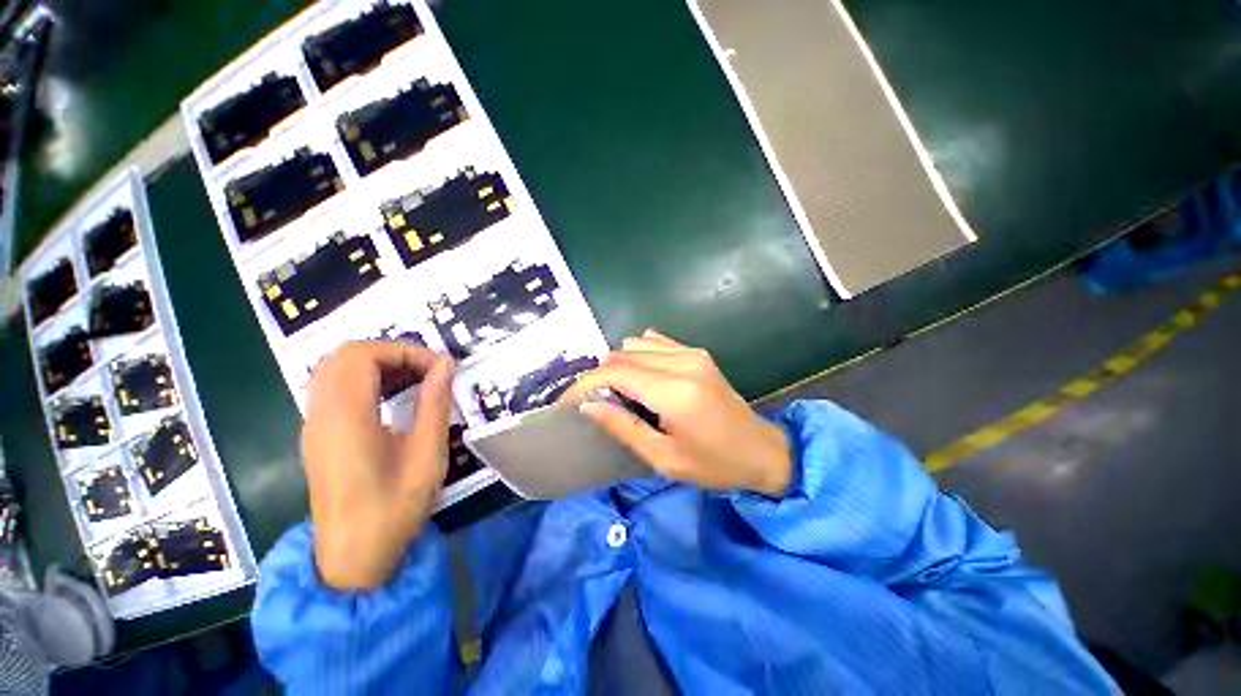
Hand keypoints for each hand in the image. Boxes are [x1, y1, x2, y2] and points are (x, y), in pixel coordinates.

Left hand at [301, 341, 454, 590]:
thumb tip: (445, 366)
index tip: (439, 368)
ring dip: (379, 365)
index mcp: (346, 420)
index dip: (403, 350)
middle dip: (391, 353)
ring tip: (417, 381)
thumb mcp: (426, 458)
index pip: (361, 355)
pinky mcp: (318, 436)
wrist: (352, 560)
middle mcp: (321, 416)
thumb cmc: (394, 512)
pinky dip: (366, 380)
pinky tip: (395, 399)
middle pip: (344, 355)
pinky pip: (335, 389)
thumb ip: (434, 405)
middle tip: (428, 370)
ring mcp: (314, 425)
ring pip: (336, 369)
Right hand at [567, 330, 792, 496]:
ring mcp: (692, 353)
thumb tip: (588, 405)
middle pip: (622, 354)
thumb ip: (623, 427)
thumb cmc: (714, 464)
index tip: (568, 400)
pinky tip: (641, 377)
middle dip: (599, 375)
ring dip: (619, 365)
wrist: (761, 451)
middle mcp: (682, 363)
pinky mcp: (697, 353)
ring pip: (636, 344)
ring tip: (619, 392)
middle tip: (594, 401)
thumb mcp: (664, 458)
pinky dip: (638, 355)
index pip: (615, 372)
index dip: (586, 383)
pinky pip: (655, 341)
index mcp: (675, 392)